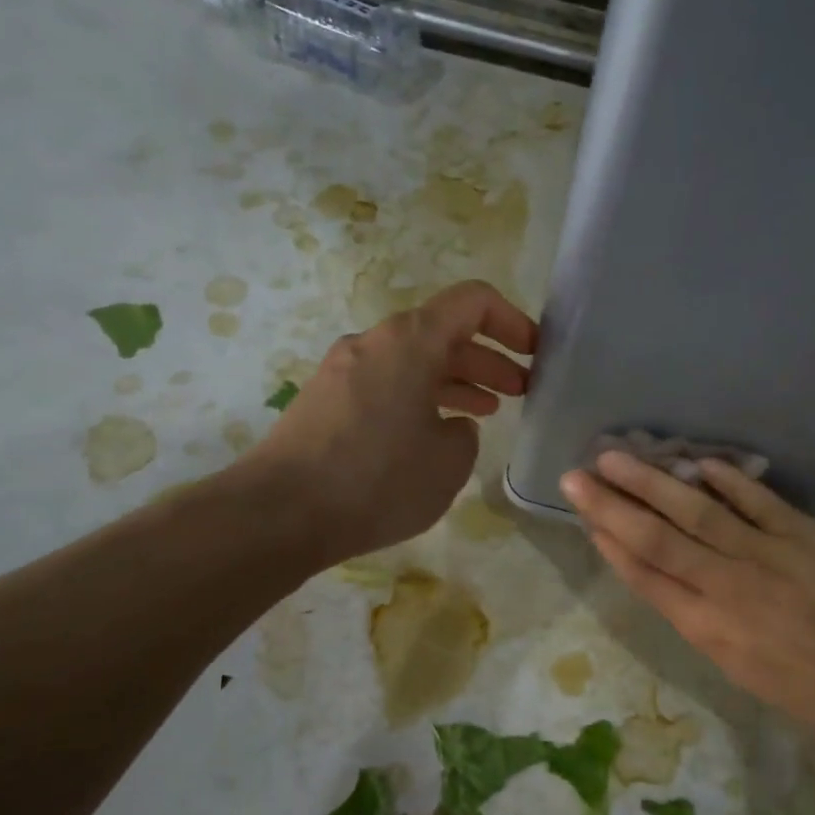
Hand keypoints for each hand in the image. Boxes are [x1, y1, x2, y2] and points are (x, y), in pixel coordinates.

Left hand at [251, 281, 536, 563]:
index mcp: (411, 341)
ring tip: (487, 410)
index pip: (473, 301)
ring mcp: (344, 369)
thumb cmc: (378, 480)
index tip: (535, 354)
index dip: (513, 321)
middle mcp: (375, 342)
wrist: (279, 513)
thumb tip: (451, 425)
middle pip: (443, 332)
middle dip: (488, 358)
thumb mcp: (449, 463)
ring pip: (413, 361)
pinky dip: (419, 397)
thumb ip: (466, 433)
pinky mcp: (325, 400)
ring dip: (455, 379)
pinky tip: (432, 432)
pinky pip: (386, 383)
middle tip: (521, 390)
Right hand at [560, 453, 814, 726]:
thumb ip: (692, 614)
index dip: (610, 542)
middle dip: (613, 505)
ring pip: (698, 512)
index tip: (583, 514)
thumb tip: (656, 569)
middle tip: (577, 475)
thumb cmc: (797, 685)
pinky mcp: (804, 535)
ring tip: (617, 456)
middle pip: (658, 539)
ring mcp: (766, 556)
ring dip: (654, 482)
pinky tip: (698, 461)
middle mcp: (727, 587)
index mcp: (706, 627)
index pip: (645, 575)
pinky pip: (759, 501)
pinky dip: (728, 480)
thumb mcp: (731, 664)